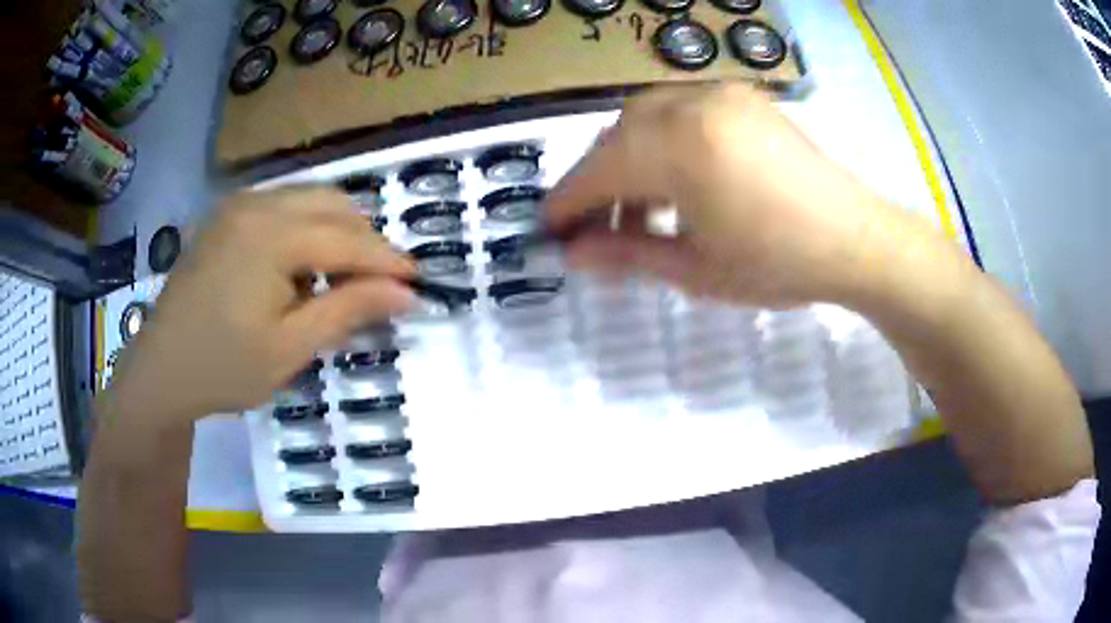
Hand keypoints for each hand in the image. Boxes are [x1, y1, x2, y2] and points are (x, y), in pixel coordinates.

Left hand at [107, 188, 415, 424]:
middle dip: (365, 240)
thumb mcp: (290, 348)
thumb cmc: (223, 367)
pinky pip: (282, 206)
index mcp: (271, 235)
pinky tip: (302, 267)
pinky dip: (307, 228)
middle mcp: (256, 204)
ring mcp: (238, 206)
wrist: (160, 370)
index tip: (417, 283)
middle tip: (380, 284)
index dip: (387, 260)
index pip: (348, 238)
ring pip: (309, 199)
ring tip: (343, 277)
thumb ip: (348, 310)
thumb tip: (405, 293)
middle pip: (332, 204)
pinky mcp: (226, 217)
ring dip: (337, 231)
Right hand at [545, 84, 921, 307]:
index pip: (599, 169)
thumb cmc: (778, 264)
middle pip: (618, 135)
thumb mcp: (696, 269)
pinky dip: (664, 140)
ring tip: (645, 208)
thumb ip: (627, 253)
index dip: (568, 201)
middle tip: (602, 226)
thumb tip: (572, 254)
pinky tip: (681, 178)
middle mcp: (694, 105)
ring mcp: (721, 95)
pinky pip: (682, 109)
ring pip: (647, 117)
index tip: (549, 230)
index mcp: (681, 149)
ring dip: (631, 158)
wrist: (855, 240)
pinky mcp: (743, 98)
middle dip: (600, 179)